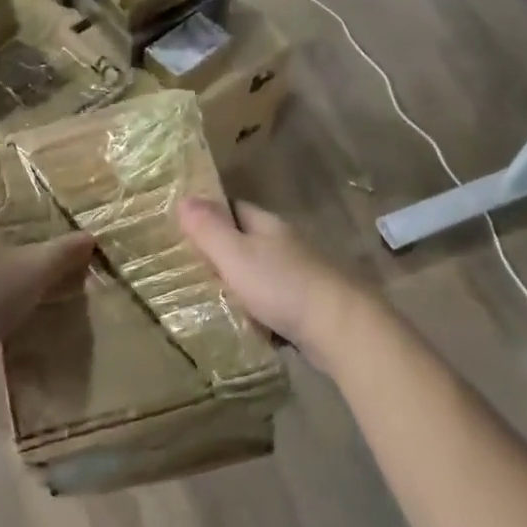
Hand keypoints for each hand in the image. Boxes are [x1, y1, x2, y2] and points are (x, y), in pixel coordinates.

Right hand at [178, 199, 373, 372]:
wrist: (342, 328)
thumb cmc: (282, 286)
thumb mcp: (236, 255)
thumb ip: (209, 229)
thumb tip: (184, 198)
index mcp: (268, 225)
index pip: (233, 208)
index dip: (209, 215)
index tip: (184, 229)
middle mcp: (287, 243)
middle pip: (248, 239)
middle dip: (223, 251)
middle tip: (191, 268)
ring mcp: (303, 273)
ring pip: (263, 271)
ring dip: (243, 282)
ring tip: (213, 299)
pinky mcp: (311, 304)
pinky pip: (276, 300)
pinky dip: (261, 308)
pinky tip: (248, 323)